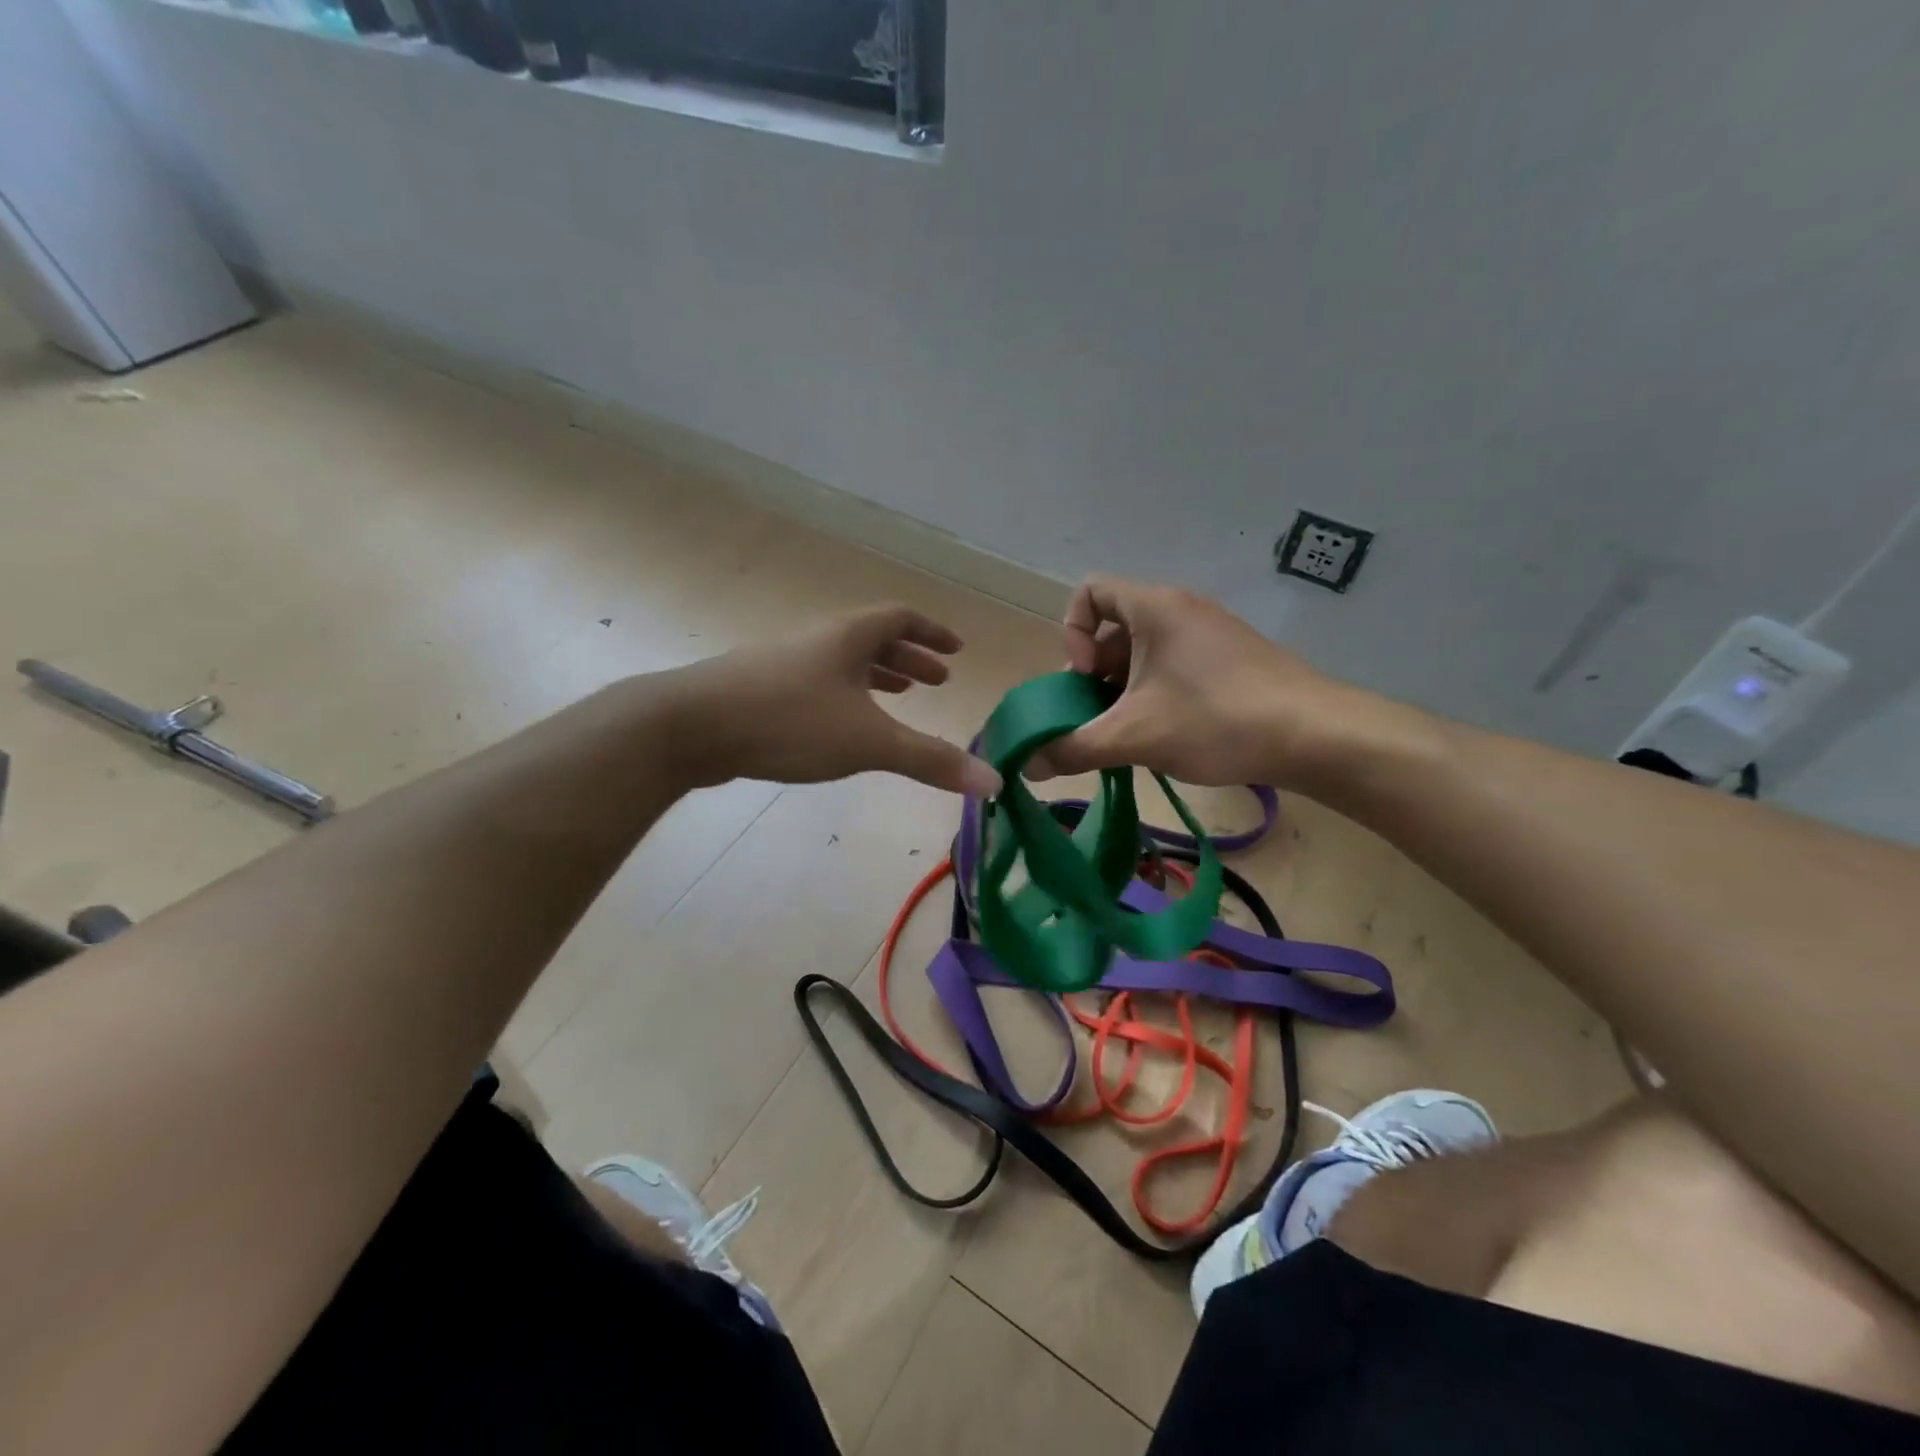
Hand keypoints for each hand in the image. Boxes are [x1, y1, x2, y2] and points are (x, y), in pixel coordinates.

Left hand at [669, 604, 1000, 795]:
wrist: (690, 726)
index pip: (901, 619)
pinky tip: (840, 724)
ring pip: (842, 662)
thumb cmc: (790, 720)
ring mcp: (784, 663)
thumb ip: (930, 760)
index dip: (933, 634)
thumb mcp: (869, 741)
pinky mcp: (759, 691)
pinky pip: (817, 683)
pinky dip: (844, 696)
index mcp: (848, 637)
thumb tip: (993, 781)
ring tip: (899, 696)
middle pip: (873, 639)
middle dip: (909, 659)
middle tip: (936, 681)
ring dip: (876, 676)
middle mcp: (818, 641)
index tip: (957, 651)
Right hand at [1032, 576, 1390, 791]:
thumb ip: (1073, 748)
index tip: (1084, 678)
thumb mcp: (1133, 736)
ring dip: (1124, 690)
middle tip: (1099, 718)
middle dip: (1095, 675)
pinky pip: (1175, 664)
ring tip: (1131, 734)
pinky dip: (1157, 693)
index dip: (1072, 633)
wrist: (1315, 735)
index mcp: (1154, 607)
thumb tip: (1027, 765)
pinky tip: (1167, 735)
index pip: (1088, 592)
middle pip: (1114, 628)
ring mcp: (1211, 633)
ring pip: (1145, 651)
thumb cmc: (1215, 720)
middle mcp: (1181, 609)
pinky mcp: (1233, 659)